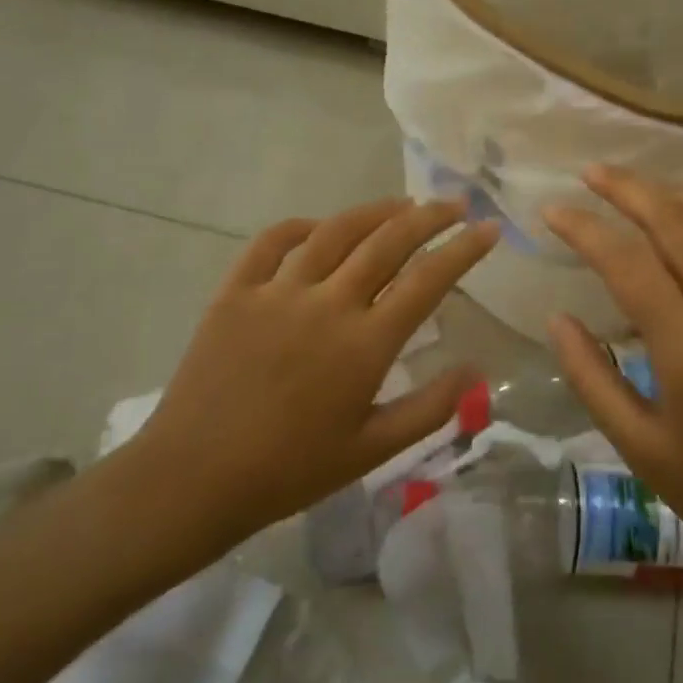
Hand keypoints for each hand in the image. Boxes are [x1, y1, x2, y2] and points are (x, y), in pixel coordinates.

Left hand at [123, 199, 499, 545]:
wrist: (194, 479)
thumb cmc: (290, 470)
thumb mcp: (372, 451)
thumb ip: (430, 408)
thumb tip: (475, 370)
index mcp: (364, 345)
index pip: (427, 280)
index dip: (463, 249)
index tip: (489, 229)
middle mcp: (326, 304)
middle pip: (387, 242)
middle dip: (429, 217)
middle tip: (454, 204)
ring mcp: (277, 292)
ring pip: (335, 232)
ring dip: (374, 212)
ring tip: (402, 204)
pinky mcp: (235, 291)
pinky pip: (272, 242)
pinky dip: (302, 226)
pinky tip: (319, 227)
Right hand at [543, 167, 682, 609]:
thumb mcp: (639, 447)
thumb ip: (590, 376)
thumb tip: (557, 317)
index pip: (627, 262)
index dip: (585, 228)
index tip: (553, 211)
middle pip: (676, 223)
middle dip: (628, 189)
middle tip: (593, 173)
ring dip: (676, 197)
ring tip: (641, 189)